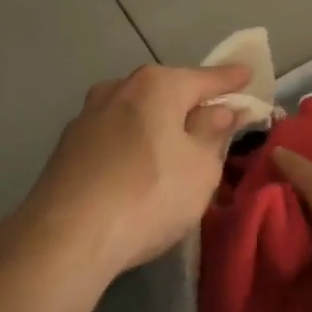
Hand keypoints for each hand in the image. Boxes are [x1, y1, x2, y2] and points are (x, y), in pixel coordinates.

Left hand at [26, 63, 250, 275]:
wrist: (64, 238)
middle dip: (190, 102)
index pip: (205, 78)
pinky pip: (114, 135)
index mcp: (157, 85)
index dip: (230, 79)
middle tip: (214, 117)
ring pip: (136, 112)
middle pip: (166, 90)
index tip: (247, 73)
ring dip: (157, 123)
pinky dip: (132, 143)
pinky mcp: (67, 147)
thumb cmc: (149, 195)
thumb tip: (222, 111)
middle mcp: (119, 88)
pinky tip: (137, 167)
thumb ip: (214, 133)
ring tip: (174, 146)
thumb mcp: (200, 168)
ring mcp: (87, 116)